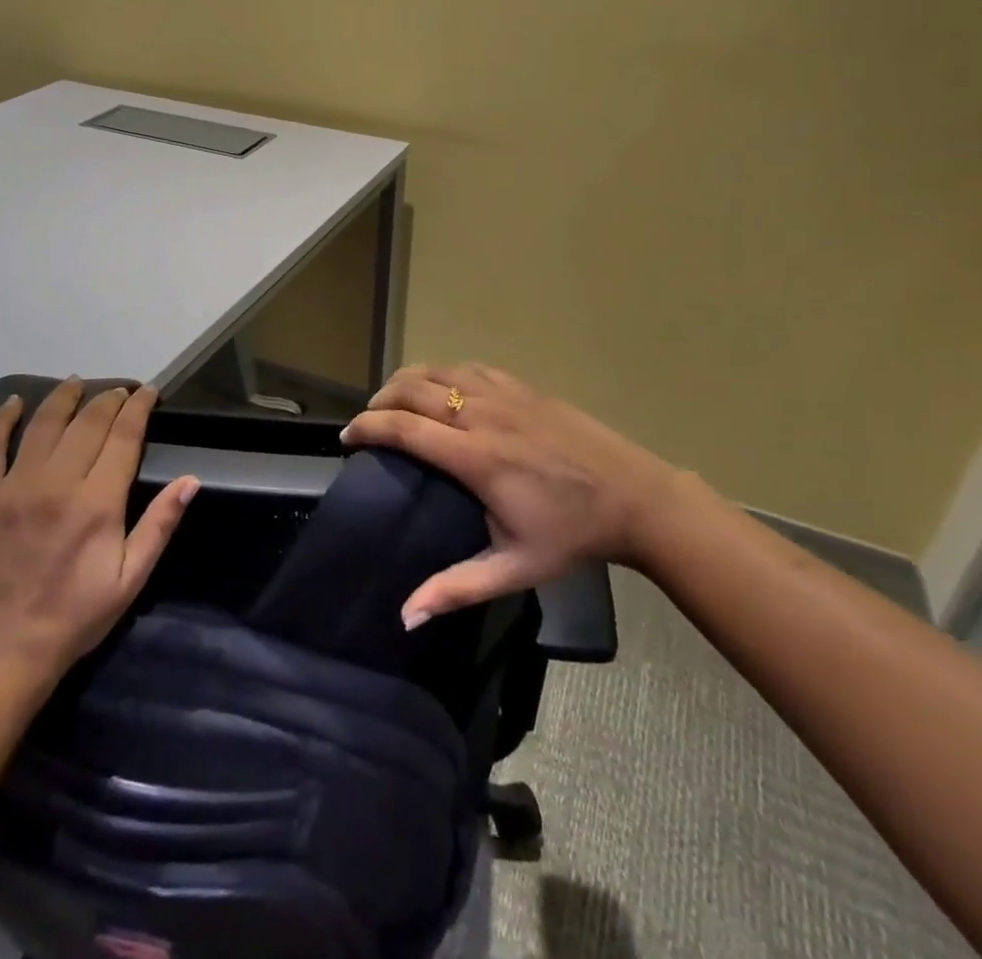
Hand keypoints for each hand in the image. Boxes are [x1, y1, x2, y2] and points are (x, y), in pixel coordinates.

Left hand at [0, 379, 198, 685]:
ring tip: (76, 383)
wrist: (4, 649)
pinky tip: (14, 403)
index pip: (124, 436)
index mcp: (98, 502)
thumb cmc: (76, 615)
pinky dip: (3, 420)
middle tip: (120, 391)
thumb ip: (160, 524)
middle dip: (109, 399)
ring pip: (43, 424)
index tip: (148, 392)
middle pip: (88, 422)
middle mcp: (57, 483)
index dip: (139, 408)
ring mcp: (14, 487)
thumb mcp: (131, 578)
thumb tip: (191, 480)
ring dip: (64, 398)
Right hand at [341, 363, 685, 623]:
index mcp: (476, 457)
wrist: (634, 497)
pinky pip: (468, 367)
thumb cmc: (571, 535)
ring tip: (394, 401)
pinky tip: (441, 389)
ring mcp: (504, 394)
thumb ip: (457, 588)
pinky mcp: (522, 386)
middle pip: (412, 389)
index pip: (403, 428)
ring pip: (437, 370)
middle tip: (368, 421)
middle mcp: (483, 415)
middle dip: (379, 400)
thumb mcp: (515, 569)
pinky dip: (442, 372)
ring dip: (406, 381)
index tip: (347, 438)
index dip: (367, 427)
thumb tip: (406, 615)